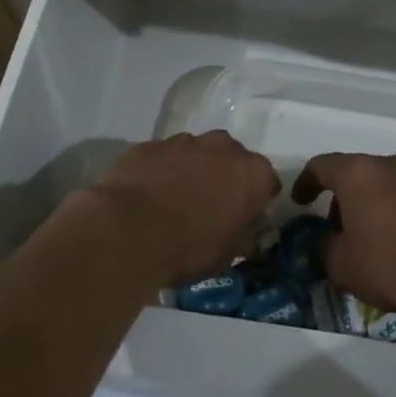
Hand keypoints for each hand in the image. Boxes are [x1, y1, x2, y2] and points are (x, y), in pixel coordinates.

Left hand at [82, 132, 279, 287]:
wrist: (128, 231)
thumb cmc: (190, 247)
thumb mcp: (228, 255)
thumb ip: (243, 236)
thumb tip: (247, 233)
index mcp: (252, 173)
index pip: (267, 182)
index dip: (256, 200)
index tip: (245, 217)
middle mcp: (223, 147)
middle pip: (232, 159)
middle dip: (225, 177)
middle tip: (210, 206)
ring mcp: (184, 141)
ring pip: (197, 153)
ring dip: (193, 170)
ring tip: (175, 200)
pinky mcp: (150, 145)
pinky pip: (164, 156)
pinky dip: (162, 170)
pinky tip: (149, 194)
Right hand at [292, 152, 395, 325]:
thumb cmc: (391, 264)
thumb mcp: (342, 265)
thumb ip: (323, 246)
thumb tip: (324, 240)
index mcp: (358, 172)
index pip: (321, 166)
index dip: (305, 183)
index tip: (300, 202)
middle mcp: (389, 164)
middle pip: (354, 173)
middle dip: (340, 198)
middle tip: (335, 230)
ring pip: (381, 183)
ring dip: (368, 203)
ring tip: (366, 239)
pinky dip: (392, 210)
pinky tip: (395, 241)